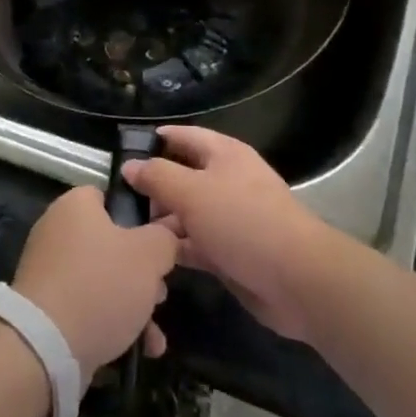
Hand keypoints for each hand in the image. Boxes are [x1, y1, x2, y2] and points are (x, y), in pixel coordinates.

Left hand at [11, 186, 179, 378]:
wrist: (46, 347)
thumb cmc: (101, 285)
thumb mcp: (149, 254)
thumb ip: (164, 238)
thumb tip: (164, 236)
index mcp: (75, 205)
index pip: (111, 197)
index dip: (141, 217)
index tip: (162, 242)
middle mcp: (57, 231)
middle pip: (111, 243)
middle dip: (142, 271)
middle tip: (160, 291)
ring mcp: (49, 270)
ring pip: (103, 279)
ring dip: (133, 304)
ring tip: (154, 334)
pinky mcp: (46, 307)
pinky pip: (86, 306)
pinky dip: (112, 323)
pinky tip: (139, 349)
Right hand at [121, 126, 335, 342]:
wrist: (297, 279)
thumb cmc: (242, 221)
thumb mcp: (192, 192)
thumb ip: (157, 176)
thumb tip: (130, 166)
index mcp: (223, 154)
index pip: (182, 136)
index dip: (153, 141)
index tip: (122, 153)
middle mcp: (227, 180)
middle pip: (182, 175)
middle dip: (153, 187)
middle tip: (118, 201)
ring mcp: (230, 218)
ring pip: (187, 212)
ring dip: (162, 221)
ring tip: (127, 232)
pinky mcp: (232, 252)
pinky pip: (196, 243)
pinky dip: (177, 247)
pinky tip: (151, 255)